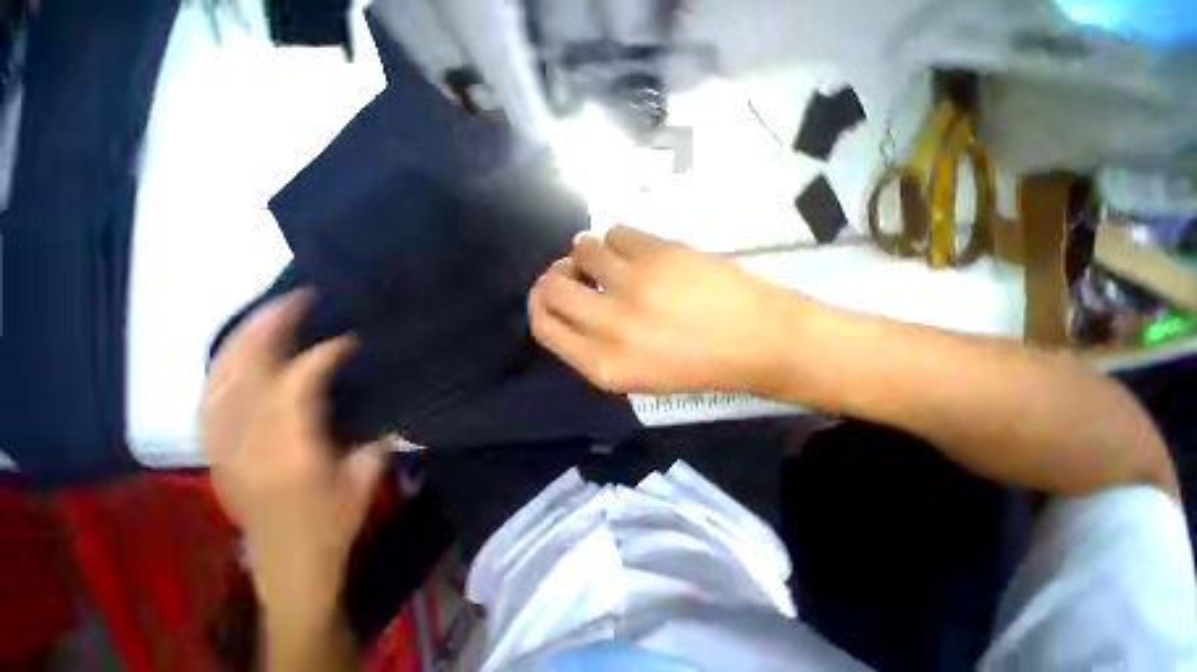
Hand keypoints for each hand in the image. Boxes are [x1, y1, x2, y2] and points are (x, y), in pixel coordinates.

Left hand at [200, 291, 386, 628]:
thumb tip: (383, 398)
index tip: (347, 338)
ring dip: (242, 339)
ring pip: (219, 379)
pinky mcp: (212, 451)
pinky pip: (208, 396)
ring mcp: (221, 448)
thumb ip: (373, 433)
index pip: (294, 388)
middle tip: (297, 299)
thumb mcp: (366, 478)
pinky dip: (223, 365)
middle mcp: (246, 446)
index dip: (320, 355)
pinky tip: (239, 350)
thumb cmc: (333, 523)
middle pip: (245, 374)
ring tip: (268, 312)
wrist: (287, 564)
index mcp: (290, 456)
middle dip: (269, 328)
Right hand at [528, 225, 809, 393]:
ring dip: (590, 252)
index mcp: (602, 366)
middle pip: (551, 286)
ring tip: (614, 260)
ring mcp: (632, 286)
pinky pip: (616, 232)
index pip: (543, 327)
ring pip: (582, 249)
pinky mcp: (658, 253)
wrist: (758, 340)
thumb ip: (593, 345)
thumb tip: (569, 302)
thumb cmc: (697, 366)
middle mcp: (609, 327)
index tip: (550, 290)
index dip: (539, 304)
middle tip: (575, 271)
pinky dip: (620, 240)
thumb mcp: (635, 374)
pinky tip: (639, 251)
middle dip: (557, 274)